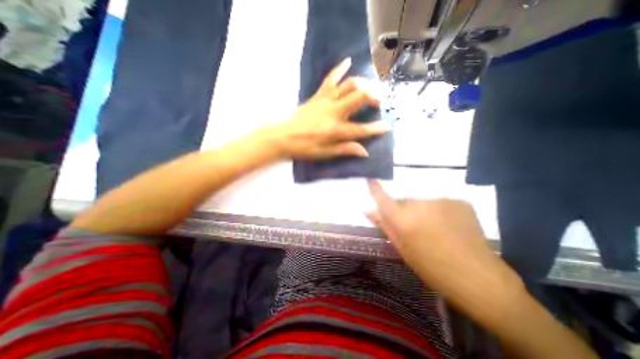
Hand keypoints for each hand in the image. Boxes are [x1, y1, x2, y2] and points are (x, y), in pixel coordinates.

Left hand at [267, 57, 386, 158]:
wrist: (284, 137)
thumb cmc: (305, 147)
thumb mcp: (325, 153)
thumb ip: (345, 150)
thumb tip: (365, 151)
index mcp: (336, 130)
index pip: (361, 129)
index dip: (376, 129)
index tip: (387, 126)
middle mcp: (334, 112)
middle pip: (359, 98)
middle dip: (373, 98)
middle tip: (378, 103)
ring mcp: (326, 101)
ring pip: (349, 85)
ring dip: (363, 84)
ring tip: (369, 88)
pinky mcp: (318, 95)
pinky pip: (330, 79)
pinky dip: (339, 69)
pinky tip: (348, 61)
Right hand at [364, 182, 524, 319]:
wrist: (479, 278)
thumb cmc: (433, 269)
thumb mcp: (403, 250)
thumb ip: (386, 226)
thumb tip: (369, 210)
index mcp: (405, 220)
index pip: (384, 198)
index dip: (375, 188)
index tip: (370, 178)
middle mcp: (421, 205)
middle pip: (404, 201)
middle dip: (403, 210)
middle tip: (412, 227)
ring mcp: (442, 200)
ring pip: (421, 202)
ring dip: (421, 211)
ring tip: (433, 229)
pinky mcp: (459, 201)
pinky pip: (439, 203)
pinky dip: (438, 211)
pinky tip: (448, 226)